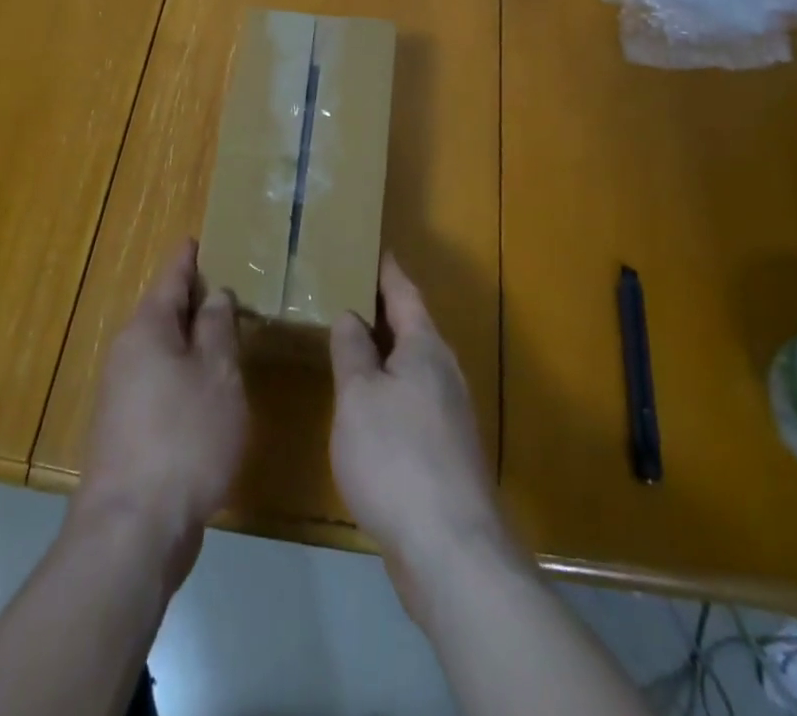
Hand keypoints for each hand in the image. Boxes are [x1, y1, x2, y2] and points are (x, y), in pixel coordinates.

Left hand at [74, 239, 246, 590]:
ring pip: (161, 350)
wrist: (133, 530)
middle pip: (162, 313)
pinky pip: (159, 381)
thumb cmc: (184, 438)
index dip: (187, 259)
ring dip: (189, 339)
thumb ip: (218, 329)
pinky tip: (206, 387)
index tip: (197, 239)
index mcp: (147, 330)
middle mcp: (127, 354)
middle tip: (225, 285)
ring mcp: (122, 395)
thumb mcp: (217, 376)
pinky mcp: (126, 431)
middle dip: (191, 299)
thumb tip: (214, 296)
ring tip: (223, 332)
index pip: (170, 278)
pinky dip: (183, 372)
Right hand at [330, 254, 514, 614]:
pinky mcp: (444, 450)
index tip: (373, 247)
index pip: (404, 292)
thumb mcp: (358, 396)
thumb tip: (351, 315)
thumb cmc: (396, 457)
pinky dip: (388, 388)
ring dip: (385, 352)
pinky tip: (367, 404)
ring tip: (350, 343)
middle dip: (383, 310)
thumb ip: (352, 350)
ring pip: (412, 366)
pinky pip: (411, 399)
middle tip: (346, 292)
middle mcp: (443, 371)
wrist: (451, 549)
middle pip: (412, 327)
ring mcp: (449, 412)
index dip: (387, 269)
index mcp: (424, 347)